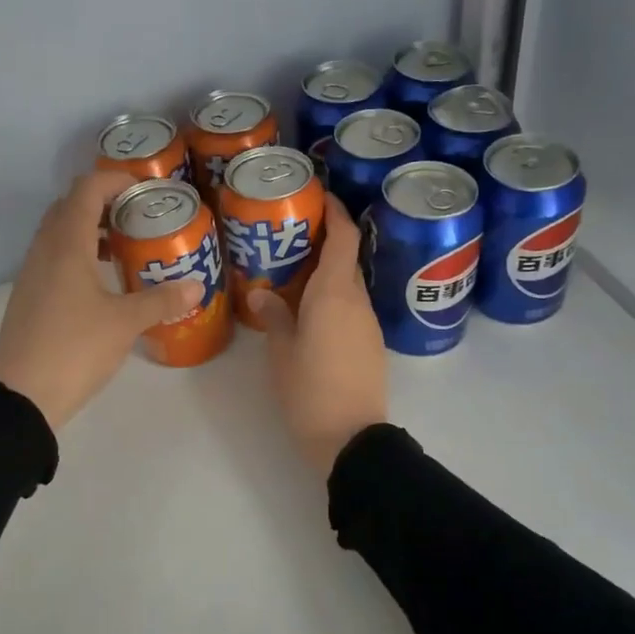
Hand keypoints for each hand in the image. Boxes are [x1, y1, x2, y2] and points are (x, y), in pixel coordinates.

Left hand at [0, 171, 203, 430]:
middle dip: (103, 202)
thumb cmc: (74, 348)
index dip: (115, 179)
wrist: (20, 397)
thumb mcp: (125, 323)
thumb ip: (161, 300)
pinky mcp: (29, 297)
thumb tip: (197, 286)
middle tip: (137, 215)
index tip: (145, 189)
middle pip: (69, 206)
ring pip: (59, 233)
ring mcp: (32, 274)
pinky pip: (54, 258)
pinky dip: (78, 254)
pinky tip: (103, 281)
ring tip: (125, 246)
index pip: (86, 190)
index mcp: (66, 245)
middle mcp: (44, 250)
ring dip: (89, 229)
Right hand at [250, 195, 387, 478]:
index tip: (318, 195)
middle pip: (346, 257)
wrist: (351, 438)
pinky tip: (308, 309)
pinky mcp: (371, 343)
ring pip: (348, 284)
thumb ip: (274, 317)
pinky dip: (333, 296)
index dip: (335, 211)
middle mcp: (357, 300)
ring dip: (327, 271)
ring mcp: (368, 323)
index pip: (343, 237)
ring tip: (292, 271)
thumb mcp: (281, 352)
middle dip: (324, 240)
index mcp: (334, 293)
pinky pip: (351, 306)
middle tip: (288, 235)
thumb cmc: (310, 390)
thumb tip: (263, 294)